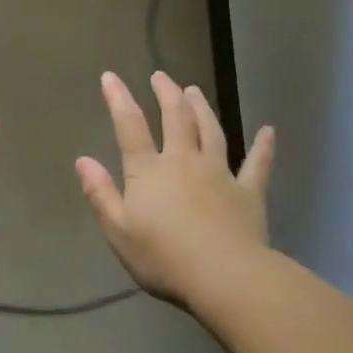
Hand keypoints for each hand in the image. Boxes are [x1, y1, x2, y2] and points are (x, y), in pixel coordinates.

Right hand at [75, 71, 274, 306]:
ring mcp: (220, 174)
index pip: (130, 126)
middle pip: (176, 119)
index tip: (111, 77)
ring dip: (202, 108)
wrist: (224, 277)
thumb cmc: (163, 257)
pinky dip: (263, 147)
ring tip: (195, 90)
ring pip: (211, 131)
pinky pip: (257, 164)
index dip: (118, 99)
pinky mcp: (248, 192)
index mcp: (149, 171)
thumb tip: (83, 160)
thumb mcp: (118, 230)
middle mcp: (184, 162)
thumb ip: (101, 193)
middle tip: (161, 76)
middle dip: (167, 94)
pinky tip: (269, 131)